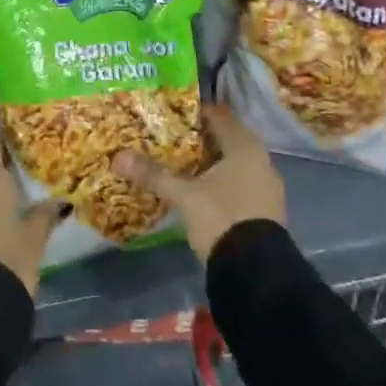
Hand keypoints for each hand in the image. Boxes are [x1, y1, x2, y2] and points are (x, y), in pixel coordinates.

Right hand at [115, 105, 284, 263]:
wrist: (257, 272)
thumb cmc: (222, 217)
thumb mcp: (184, 195)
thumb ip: (154, 174)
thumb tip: (118, 157)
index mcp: (245, 146)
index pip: (218, 116)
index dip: (194, 113)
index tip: (170, 114)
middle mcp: (261, 160)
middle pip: (226, 139)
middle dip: (199, 139)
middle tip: (169, 137)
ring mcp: (266, 186)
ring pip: (233, 163)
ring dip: (210, 162)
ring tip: (180, 163)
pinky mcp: (265, 209)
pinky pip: (239, 183)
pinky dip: (220, 181)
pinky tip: (200, 190)